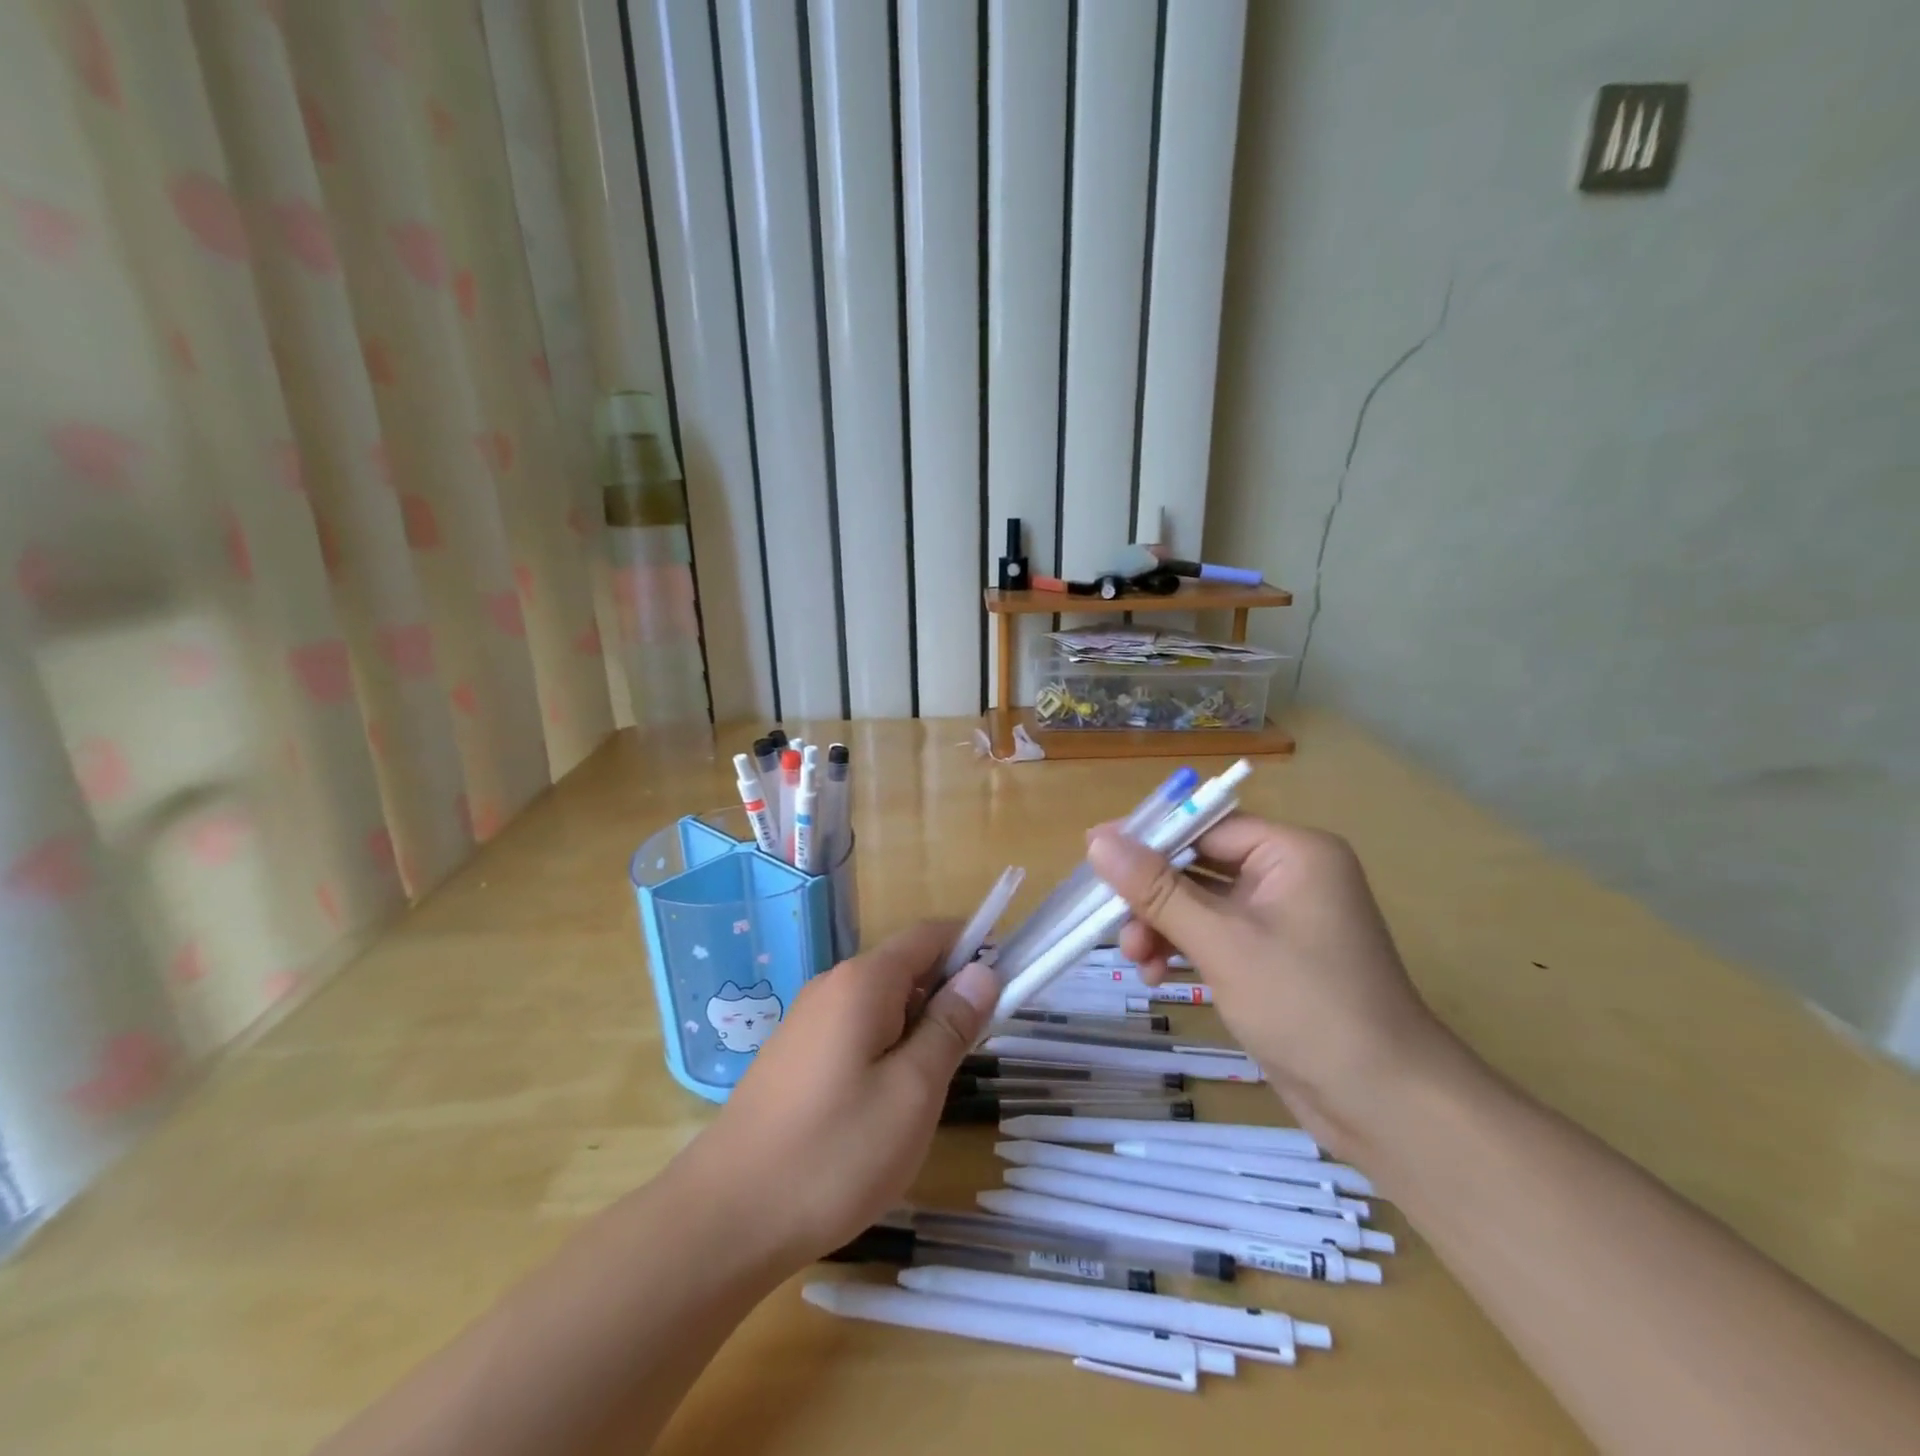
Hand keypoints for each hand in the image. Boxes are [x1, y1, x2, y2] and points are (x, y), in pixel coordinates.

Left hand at [674, 921, 997, 1271]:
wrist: (726, 1218)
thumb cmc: (834, 1154)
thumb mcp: (913, 1091)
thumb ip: (950, 1025)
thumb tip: (983, 971)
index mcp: (864, 981)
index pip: (930, 934)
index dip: (973, 947)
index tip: (1005, 985)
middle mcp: (832, 985)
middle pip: (906, 966)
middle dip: (946, 995)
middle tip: (968, 1055)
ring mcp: (807, 1020)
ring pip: (882, 1003)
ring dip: (917, 1027)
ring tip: (928, 1088)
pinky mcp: (794, 1054)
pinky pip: (855, 1029)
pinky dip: (885, 1047)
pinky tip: (883, 1103)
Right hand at [1088, 816, 1449, 1149]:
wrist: (1385, 1106)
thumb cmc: (1306, 1007)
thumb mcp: (1222, 943)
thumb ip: (1157, 890)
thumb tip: (1097, 840)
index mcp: (1293, 853)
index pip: (1206, 827)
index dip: (1150, 840)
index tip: (1095, 853)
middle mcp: (1289, 876)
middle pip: (1199, 866)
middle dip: (1153, 899)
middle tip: (1113, 927)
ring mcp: (1282, 921)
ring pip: (1200, 905)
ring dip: (1162, 928)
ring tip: (1134, 962)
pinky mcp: (1273, 959)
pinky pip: (1215, 937)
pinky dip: (1183, 951)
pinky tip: (1156, 977)